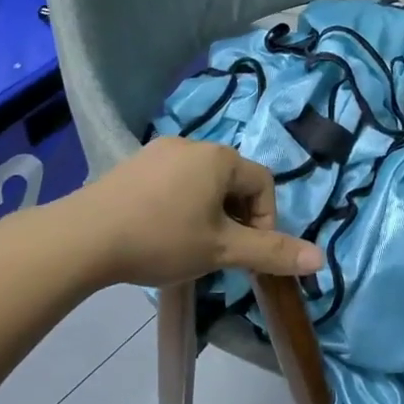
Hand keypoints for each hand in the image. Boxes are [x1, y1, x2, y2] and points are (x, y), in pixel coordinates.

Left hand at [78, 138, 320, 287]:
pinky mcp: (132, 165)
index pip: (263, 184)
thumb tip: (322, 258)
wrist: (82, 238)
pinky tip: (159, 233)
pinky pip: (172, 182)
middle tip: (220, 251)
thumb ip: (272, 252)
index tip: (247, 253)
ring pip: (202, 182)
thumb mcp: (222, 249)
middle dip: (236, 217)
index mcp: (220, 157)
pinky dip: (179, 205)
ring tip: (190, 245)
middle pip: (233, 181)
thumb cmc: (162, 239)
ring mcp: (158, 151)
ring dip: (208, 212)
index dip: (265, 221)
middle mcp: (193, 144)